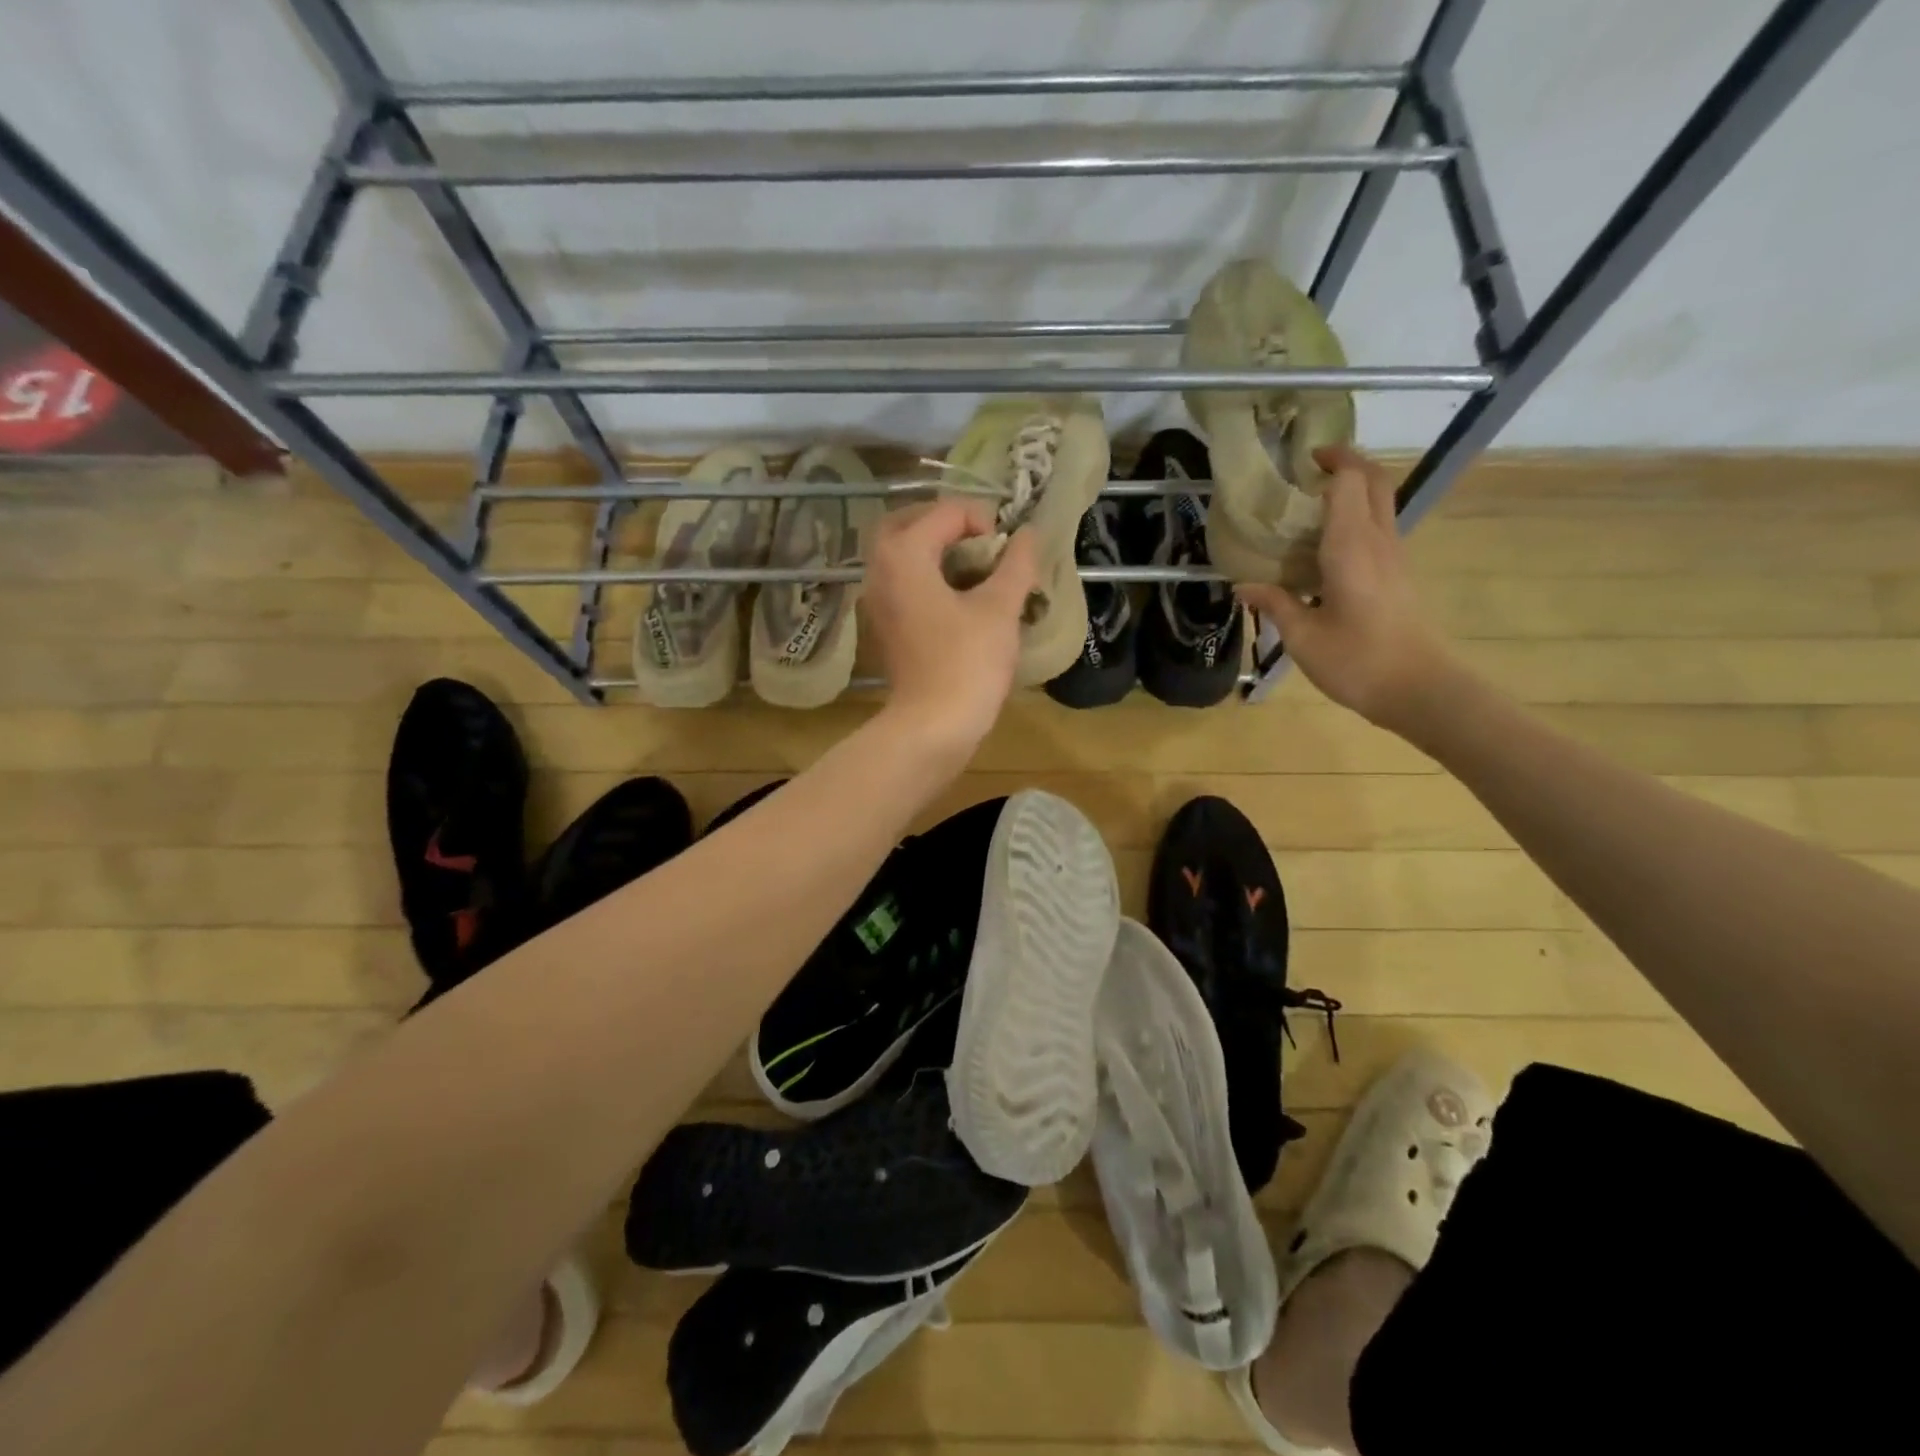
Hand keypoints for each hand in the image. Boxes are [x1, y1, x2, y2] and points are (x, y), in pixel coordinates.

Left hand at [864, 500, 1036, 756]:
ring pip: (901, 554)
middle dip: (947, 524)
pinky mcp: (884, 626)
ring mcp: (877, 600)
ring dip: (934, 549)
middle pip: (908, 524)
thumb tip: (1028, 534)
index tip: (1008, 549)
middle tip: (982, 540)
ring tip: (975, 566)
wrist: (932, 725)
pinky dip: (926, 576)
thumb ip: (1016, 564)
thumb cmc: (967, 662)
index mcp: (904, 554)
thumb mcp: (999, 608)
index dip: (983, 520)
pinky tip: (958, 596)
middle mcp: (880, 569)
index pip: (945, 512)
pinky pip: (901, 583)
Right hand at [1236, 446, 1457, 733]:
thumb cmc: (1357, 660)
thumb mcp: (1302, 636)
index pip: (1349, 482)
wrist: (1418, 689)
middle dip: (1348, 463)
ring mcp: (1394, 557)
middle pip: (1374, 481)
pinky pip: (1378, 529)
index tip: (1299, 461)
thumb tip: (1243, 586)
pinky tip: (1323, 548)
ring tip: (1309, 507)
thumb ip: (1274, 603)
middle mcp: (1378, 541)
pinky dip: (1354, 520)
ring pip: (1380, 503)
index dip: (1330, 461)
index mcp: (1352, 547)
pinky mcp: (1398, 575)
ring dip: (1352, 491)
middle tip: (1311, 468)